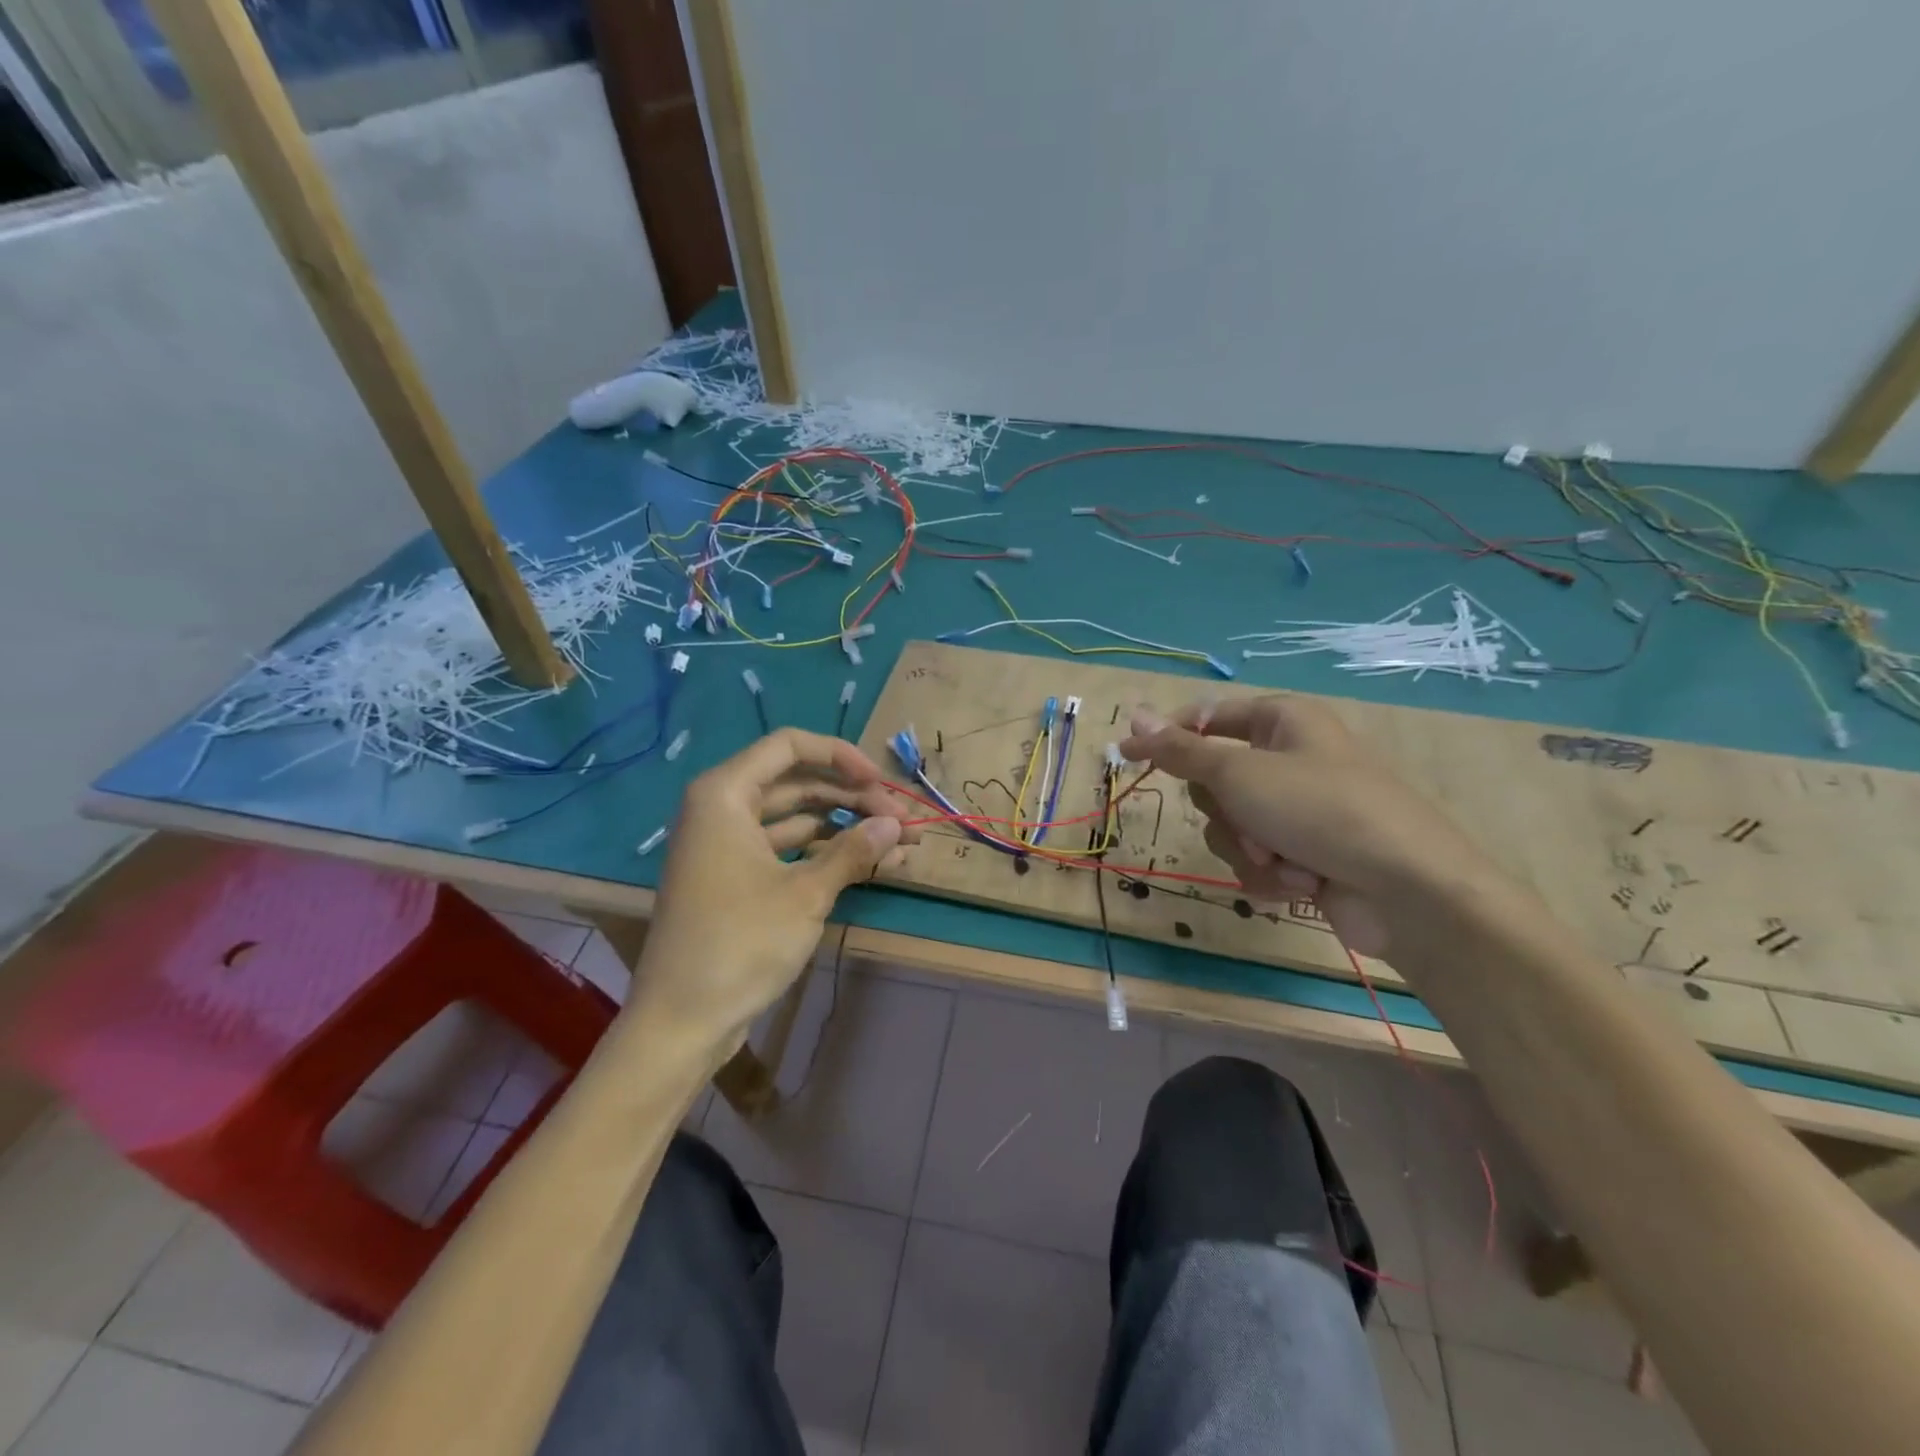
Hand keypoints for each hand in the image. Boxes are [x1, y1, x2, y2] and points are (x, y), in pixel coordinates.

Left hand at [631, 729, 919, 1042]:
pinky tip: (873, 866)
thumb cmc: (740, 943)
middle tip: (904, 822)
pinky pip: (788, 851)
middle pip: (798, 784)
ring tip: (902, 844)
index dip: (841, 756)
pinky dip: (827, 855)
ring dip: (848, 829)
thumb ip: (854, 850)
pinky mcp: (736, 880)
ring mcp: (728, 847)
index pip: (789, 746)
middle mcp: (722, 810)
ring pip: (797, 820)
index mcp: (725, 794)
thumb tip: (896, 826)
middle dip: (854, 799)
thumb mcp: (806, 894)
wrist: (681, 1022)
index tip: (881, 782)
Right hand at [1119, 696, 1490, 954]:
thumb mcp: (1240, 773)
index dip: (1166, 737)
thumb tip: (1135, 715)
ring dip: (1247, 849)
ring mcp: (1299, 810)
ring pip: (1232, 826)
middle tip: (1249, 820)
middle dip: (1225, 811)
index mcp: (1282, 721)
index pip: (1206, 718)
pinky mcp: (1305, 853)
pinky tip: (1300, 883)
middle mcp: (1290, 759)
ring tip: (1284, 862)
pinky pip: (1257, 859)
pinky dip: (1269, 875)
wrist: (1408, 891)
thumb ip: (1181, 749)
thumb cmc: (1320, 810)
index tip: (1128, 757)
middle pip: (1215, 780)